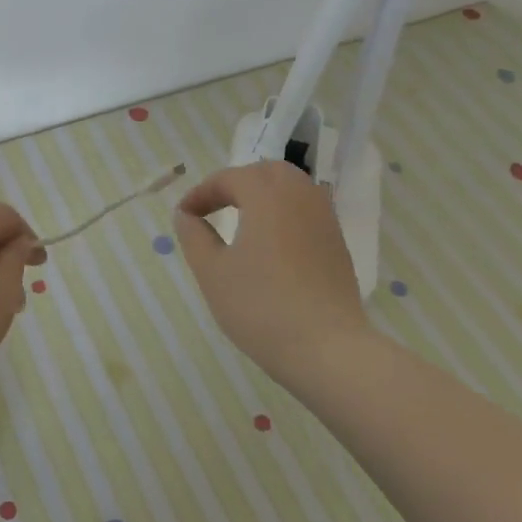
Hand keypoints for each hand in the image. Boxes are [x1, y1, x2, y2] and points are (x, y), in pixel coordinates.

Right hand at [175, 161, 369, 388]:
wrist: (327, 349)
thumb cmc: (260, 306)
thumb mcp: (212, 271)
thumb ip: (194, 235)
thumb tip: (186, 215)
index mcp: (267, 196)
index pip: (229, 178)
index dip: (201, 193)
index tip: (183, 216)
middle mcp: (300, 197)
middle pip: (266, 172)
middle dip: (236, 183)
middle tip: (214, 208)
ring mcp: (325, 220)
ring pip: (292, 188)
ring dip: (263, 195)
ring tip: (241, 221)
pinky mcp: (337, 244)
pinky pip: (307, 210)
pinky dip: (284, 213)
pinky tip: (271, 244)